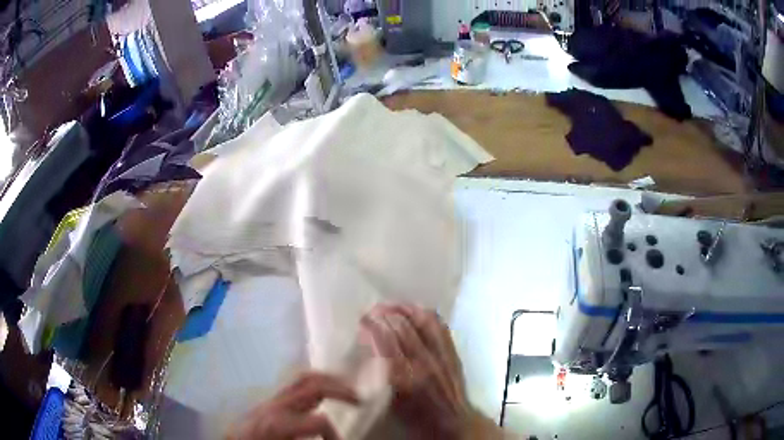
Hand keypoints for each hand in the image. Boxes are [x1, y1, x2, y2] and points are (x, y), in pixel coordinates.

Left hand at [228, 372, 358, 439]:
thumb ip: (307, 438)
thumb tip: (334, 436)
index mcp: (278, 423)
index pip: (320, 421)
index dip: (335, 434)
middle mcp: (276, 405)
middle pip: (312, 386)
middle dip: (341, 391)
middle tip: (359, 400)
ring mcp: (273, 398)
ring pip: (304, 377)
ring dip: (329, 380)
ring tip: (347, 388)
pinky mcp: (271, 397)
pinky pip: (297, 382)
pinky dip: (316, 381)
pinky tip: (326, 389)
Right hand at [360, 304, 471, 438]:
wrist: (453, 423)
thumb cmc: (415, 419)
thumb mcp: (390, 404)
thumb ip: (379, 377)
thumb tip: (369, 350)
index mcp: (404, 379)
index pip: (385, 341)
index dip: (372, 325)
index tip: (362, 320)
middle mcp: (424, 362)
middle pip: (402, 327)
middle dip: (384, 314)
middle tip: (371, 313)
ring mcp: (441, 355)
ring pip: (422, 320)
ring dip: (403, 309)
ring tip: (390, 307)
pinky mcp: (453, 352)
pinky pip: (439, 324)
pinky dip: (424, 313)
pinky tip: (413, 311)